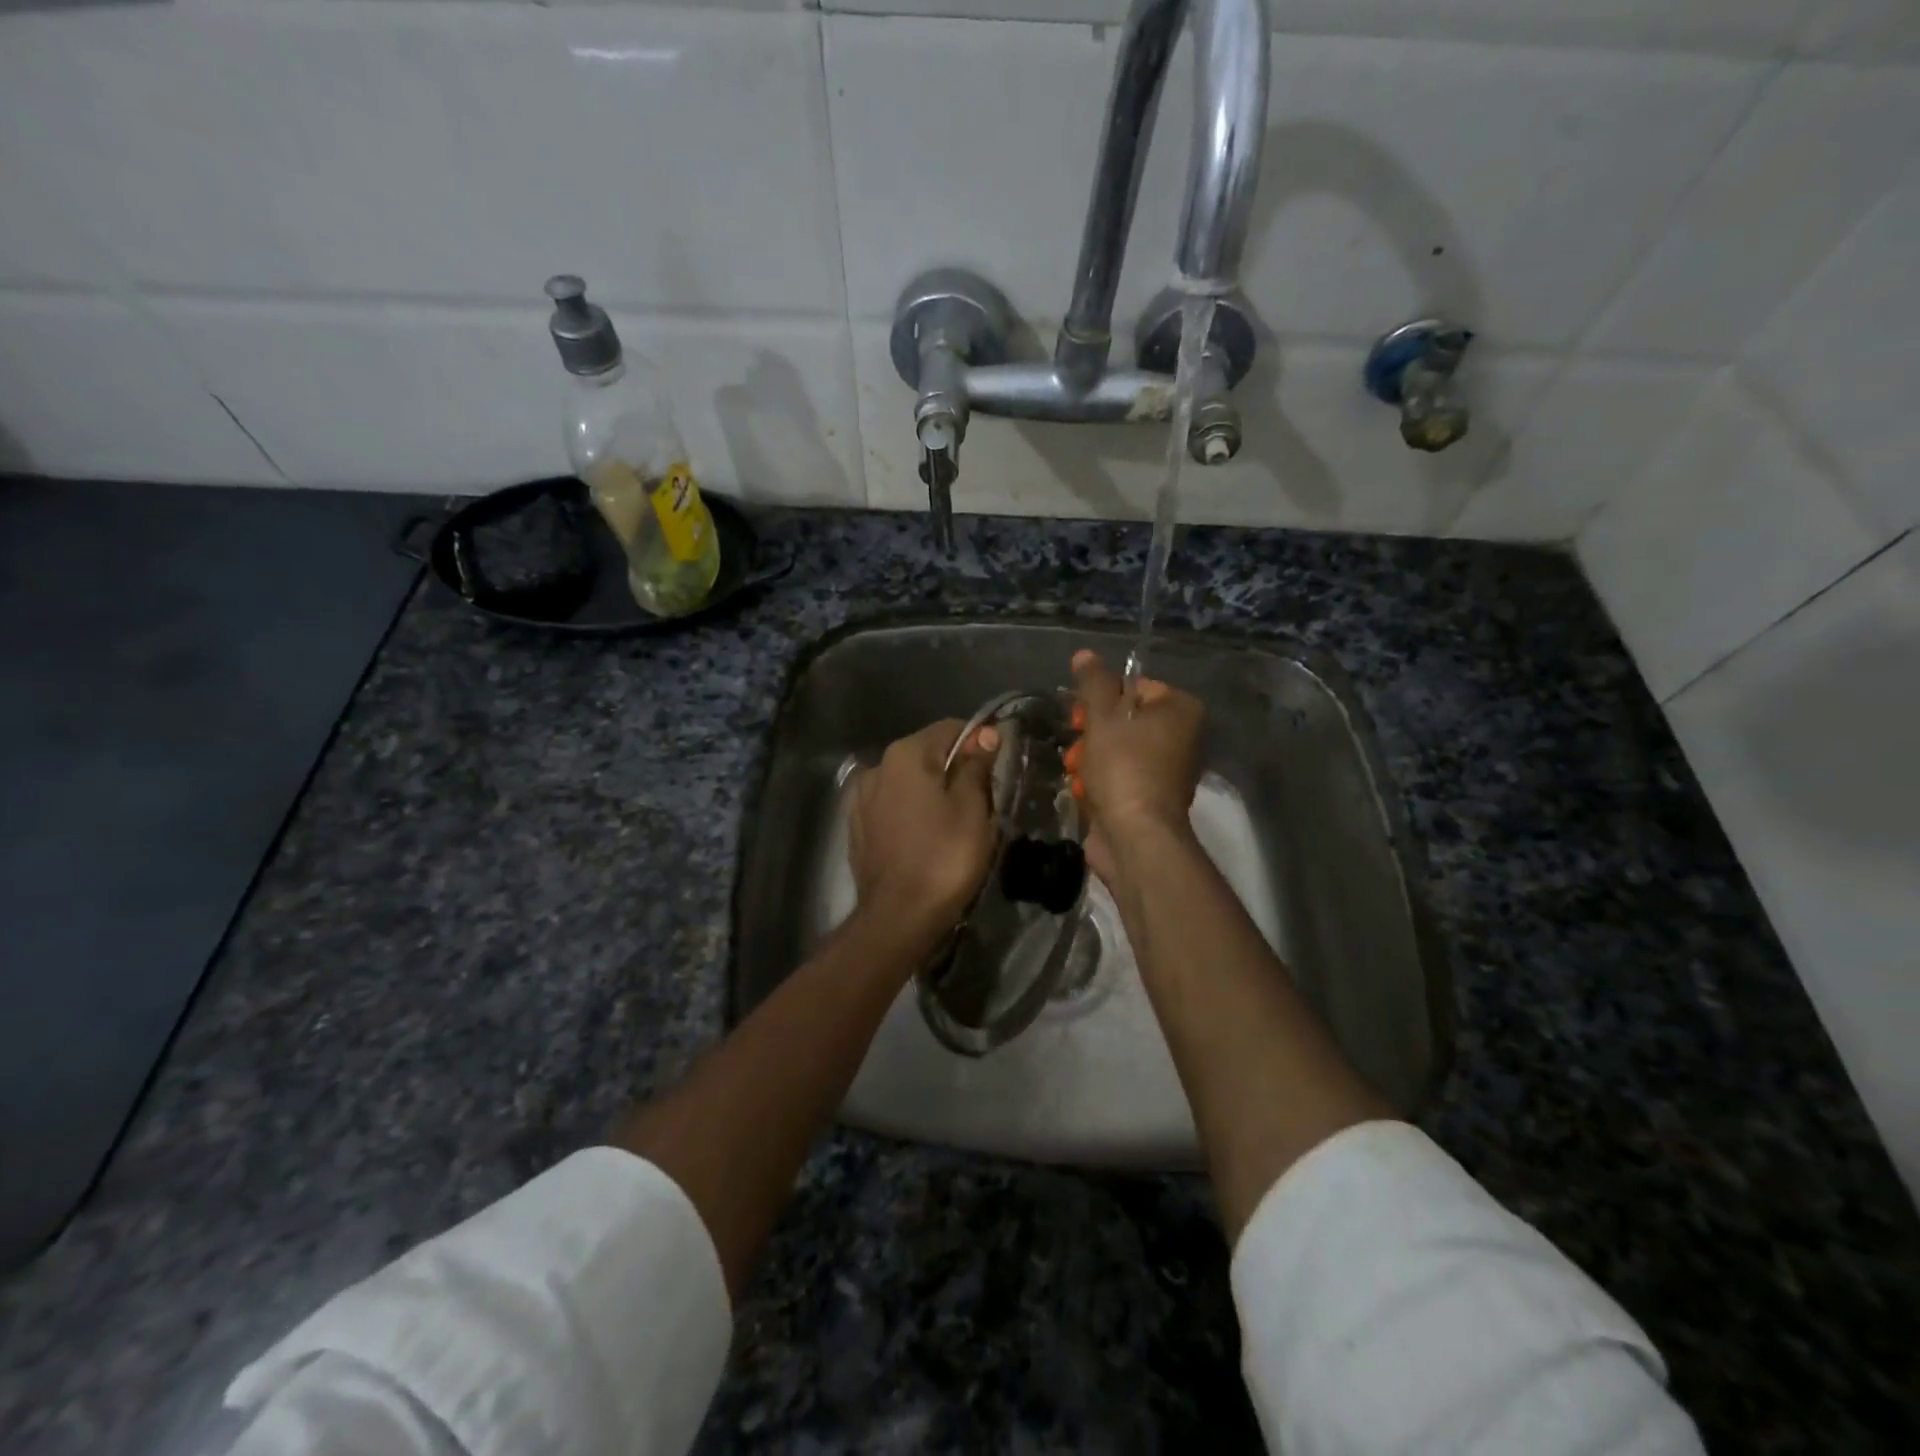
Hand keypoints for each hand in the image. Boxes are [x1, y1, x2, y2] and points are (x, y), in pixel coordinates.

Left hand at [848, 718, 999, 934]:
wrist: (898, 917)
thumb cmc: (944, 857)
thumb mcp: (972, 808)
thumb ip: (976, 765)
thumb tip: (986, 734)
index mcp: (906, 754)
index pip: (951, 729)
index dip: (979, 743)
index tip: (997, 770)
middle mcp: (877, 766)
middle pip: (927, 754)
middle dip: (954, 769)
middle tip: (982, 802)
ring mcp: (861, 798)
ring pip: (908, 782)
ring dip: (931, 792)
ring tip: (953, 823)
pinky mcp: (857, 826)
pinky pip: (892, 806)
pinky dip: (911, 812)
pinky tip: (925, 837)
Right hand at [1063, 650, 1203, 885]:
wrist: (1136, 837)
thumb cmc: (1124, 767)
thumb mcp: (1103, 717)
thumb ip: (1093, 683)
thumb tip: (1084, 654)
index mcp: (1181, 710)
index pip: (1135, 687)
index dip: (1101, 700)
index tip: (1081, 716)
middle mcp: (1182, 738)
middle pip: (1123, 721)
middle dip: (1092, 734)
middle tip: (1078, 744)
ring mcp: (1167, 772)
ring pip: (1115, 751)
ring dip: (1089, 759)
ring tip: (1078, 772)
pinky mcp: (1150, 799)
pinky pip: (1118, 778)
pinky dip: (1099, 783)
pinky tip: (1084, 792)